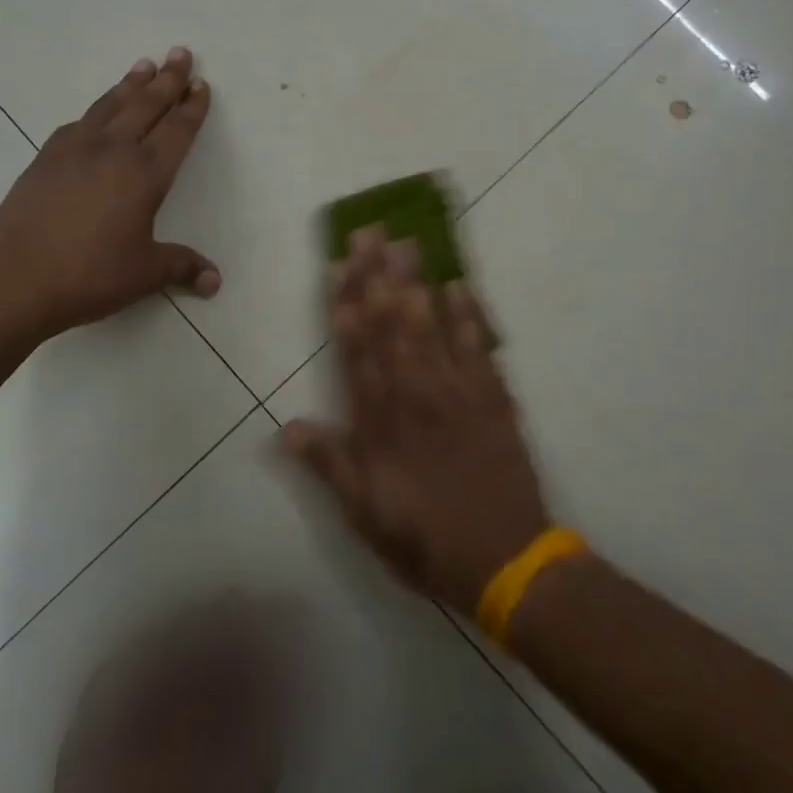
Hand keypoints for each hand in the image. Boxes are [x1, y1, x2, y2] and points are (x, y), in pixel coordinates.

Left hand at [0, 48, 220, 343]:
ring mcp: (75, 151)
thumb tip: (215, 280)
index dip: (192, 108)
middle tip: (180, 53)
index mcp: (145, 174)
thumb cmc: (90, 275)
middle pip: (146, 106)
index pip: (176, 131)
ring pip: (110, 106)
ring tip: (144, 65)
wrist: (15, 279)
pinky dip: (96, 111)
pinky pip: (78, 123)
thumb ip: (182, 268)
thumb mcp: (145, 274)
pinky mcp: (45, 159)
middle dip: (167, 79)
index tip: (201, 85)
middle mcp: (113, 151)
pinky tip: (95, 114)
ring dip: (131, 84)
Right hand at [282, 229, 550, 614]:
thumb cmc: (426, 538)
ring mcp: (458, 390)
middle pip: (393, 323)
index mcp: (381, 419)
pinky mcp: (493, 397)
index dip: (346, 304)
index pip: (357, 349)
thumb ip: (329, 465)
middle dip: (378, 274)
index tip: (339, 264)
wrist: (507, 561)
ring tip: (406, 242)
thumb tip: (286, 427)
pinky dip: (470, 314)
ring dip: (417, 281)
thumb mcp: (365, 513)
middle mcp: (417, 393)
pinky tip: (459, 284)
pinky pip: (479, 346)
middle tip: (370, 231)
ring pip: (432, 324)